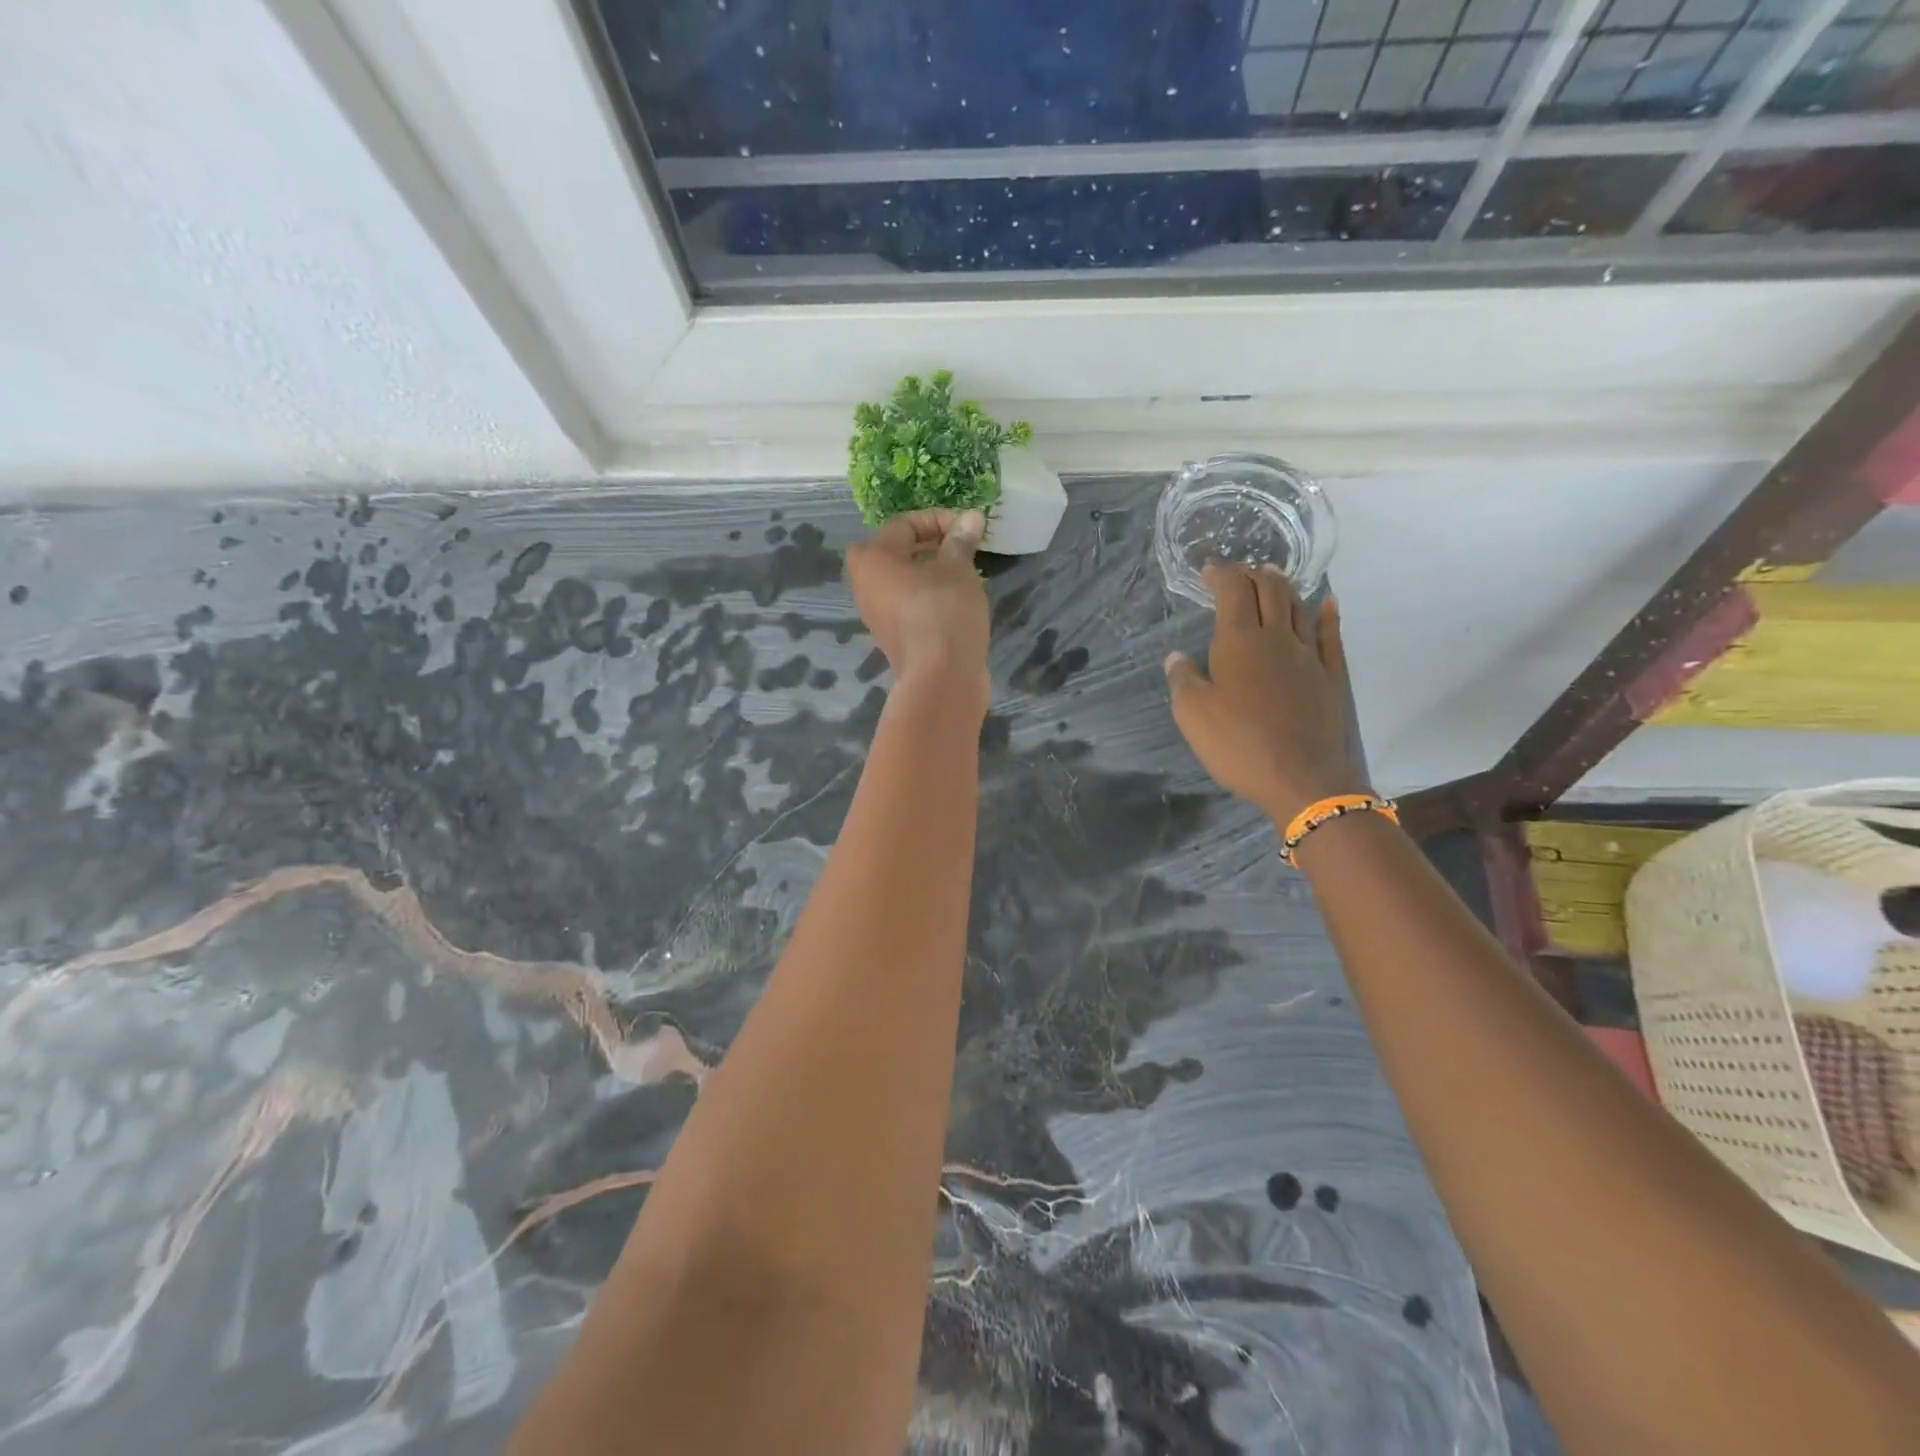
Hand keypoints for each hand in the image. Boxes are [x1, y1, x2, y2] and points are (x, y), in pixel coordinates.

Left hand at [845, 509, 990, 709]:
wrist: (941, 678)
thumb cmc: (944, 612)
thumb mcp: (958, 569)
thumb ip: (961, 541)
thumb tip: (972, 518)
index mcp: (873, 559)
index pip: (905, 524)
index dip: (939, 520)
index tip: (969, 530)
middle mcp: (865, 584)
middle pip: (898, 551)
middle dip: (932, 544)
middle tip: (964, 549)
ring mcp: (876, 614)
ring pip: (903, 579)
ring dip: (931, 571)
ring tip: (962, 574)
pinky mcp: (892, 636)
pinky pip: (908, 603)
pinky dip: (927, 595)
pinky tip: (954, 601)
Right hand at [1165, 563, 1365, 825]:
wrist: (1301, 779)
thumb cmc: (1238, 745)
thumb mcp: (1192, 715)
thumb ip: (1183, 680)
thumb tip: (1177, 656)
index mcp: (1239, 642)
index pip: (1233, 592)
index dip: (1221, 574)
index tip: (1208, 570)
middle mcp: (1277, 638)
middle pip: (1270, 590)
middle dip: (1253, 574)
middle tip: (1239, 573)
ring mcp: (1309, 656)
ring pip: (1300, 607)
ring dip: (1285, 588)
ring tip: (1273, 579)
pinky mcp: (1330, 677)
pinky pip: (1331, 636)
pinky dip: (1327, 615)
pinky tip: (1326, 604)